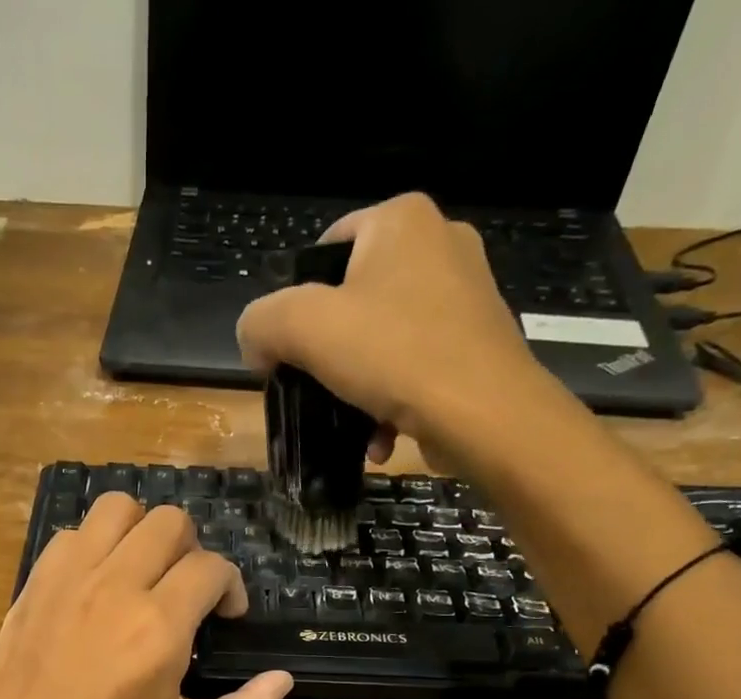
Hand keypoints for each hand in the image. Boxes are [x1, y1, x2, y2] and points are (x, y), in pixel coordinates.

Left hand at [0, 494, 293, 698]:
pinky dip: (94, 544)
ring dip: (141, 531)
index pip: (211, 567)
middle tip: (189, 592)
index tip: (228, 616)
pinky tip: (97, 584)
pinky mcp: (33, 585)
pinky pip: (71, 534)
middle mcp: (116, 585)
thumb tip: (282, 682)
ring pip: (116, 509)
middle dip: (193, 549)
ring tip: (144, 572)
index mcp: (160, 625)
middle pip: (169, 521)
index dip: (231, 586)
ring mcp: (68, 579)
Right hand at [237, 192, 582, 476]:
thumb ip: (262, 323)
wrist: (484, 413)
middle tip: (316, 391)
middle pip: (353, 299)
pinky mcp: (479, 340)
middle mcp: (440, 241)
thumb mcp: (303, 329)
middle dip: (329, 353)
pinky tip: (383, 437)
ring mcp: (467, 292)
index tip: (289, 354)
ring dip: (357, 386)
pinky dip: (392, 400)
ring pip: (384, 339)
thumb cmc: (394, 356)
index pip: (325, 249)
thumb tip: (256, 343)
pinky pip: (416, 365)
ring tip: (350, 424)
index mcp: (400, 219)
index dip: (295, 304)